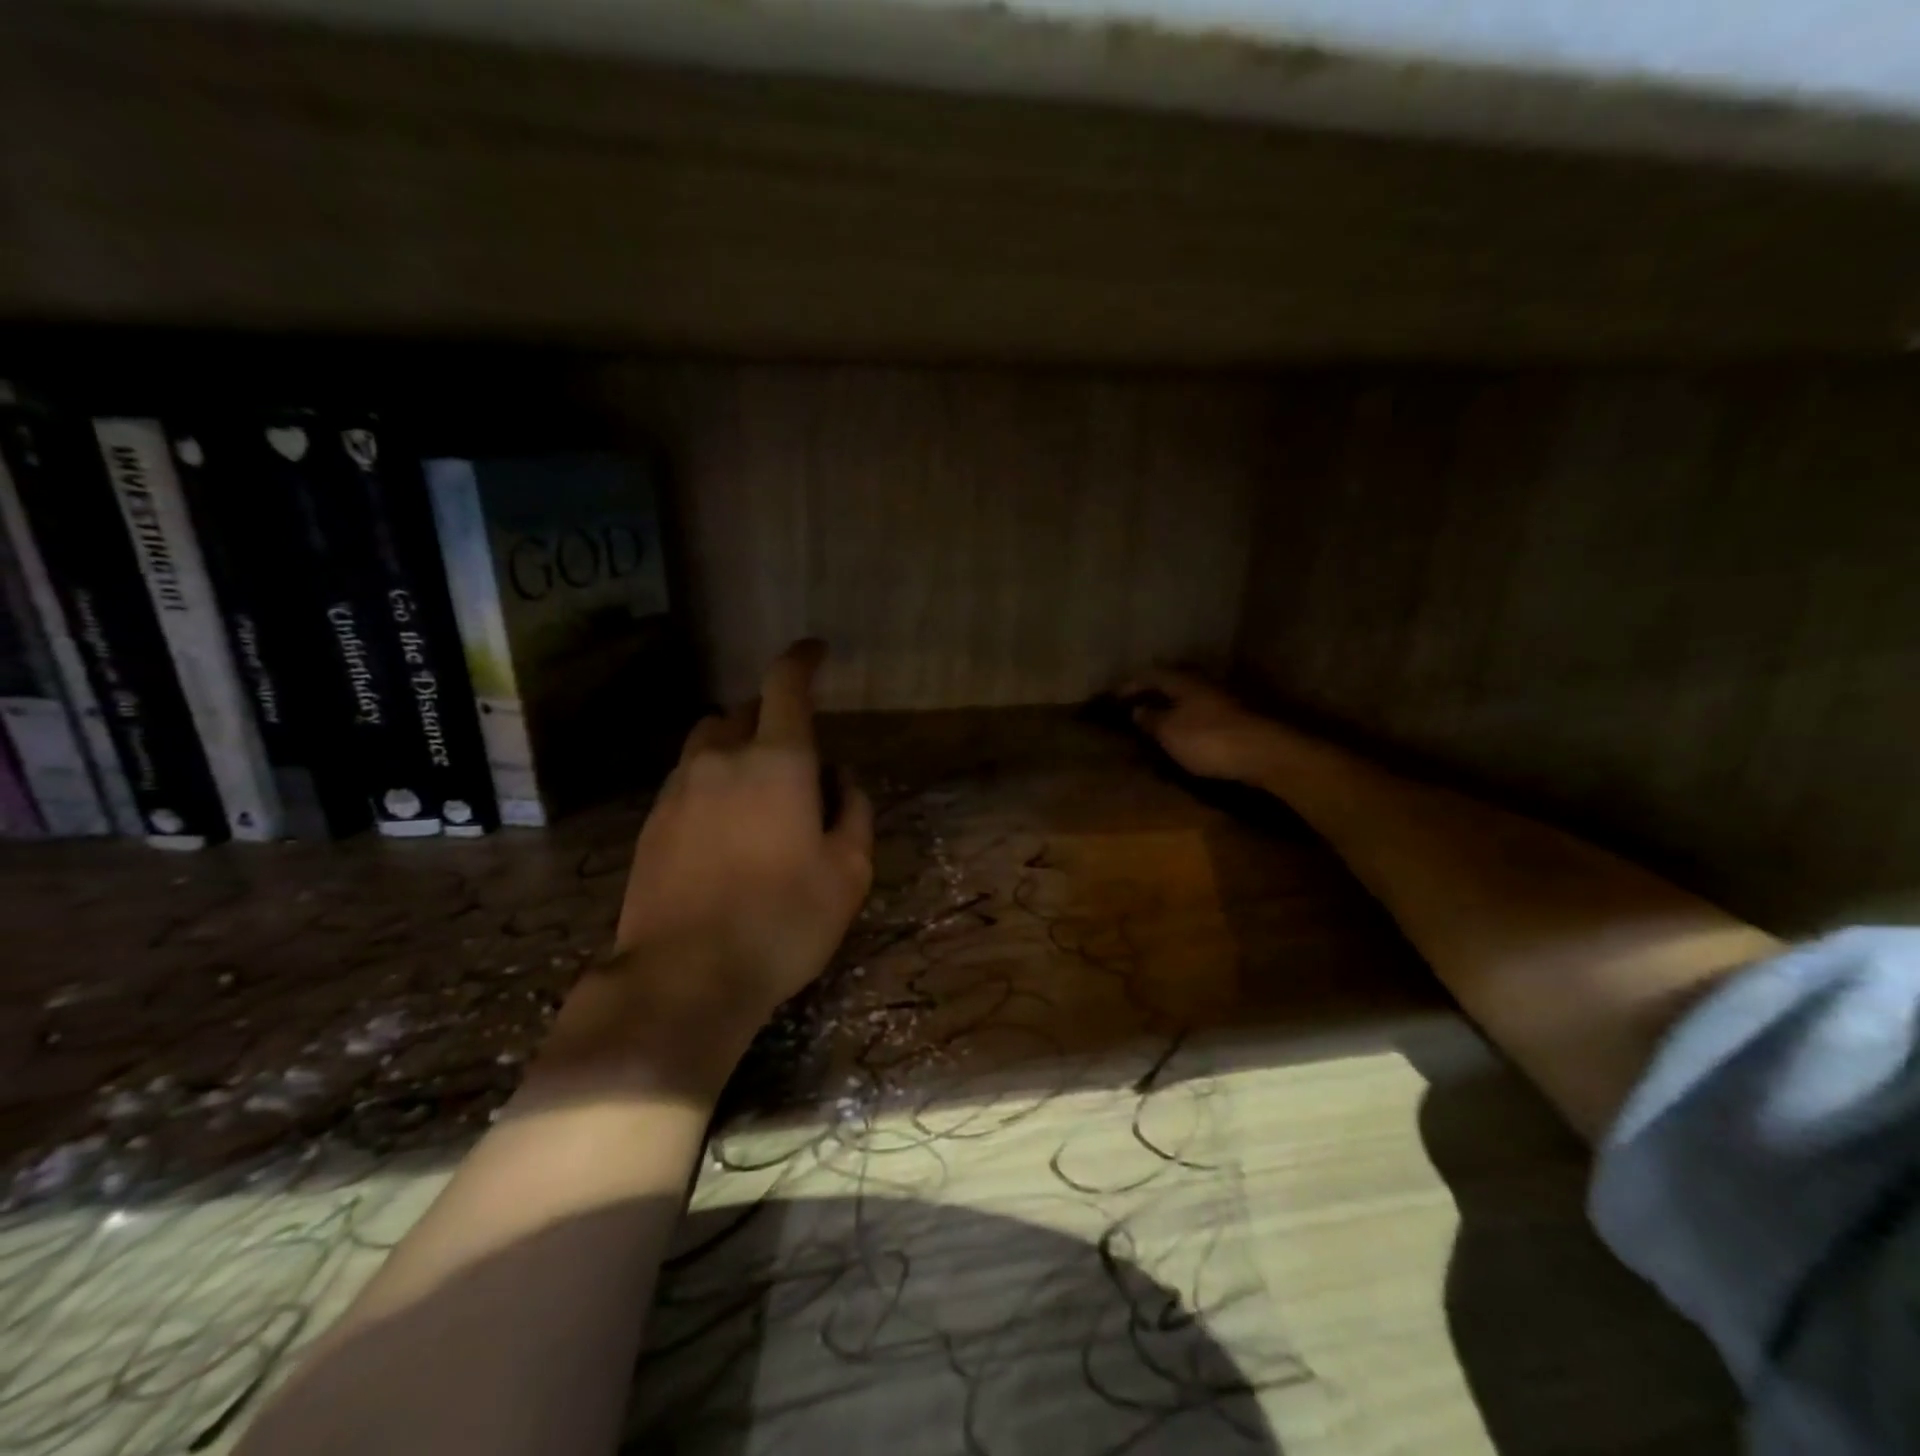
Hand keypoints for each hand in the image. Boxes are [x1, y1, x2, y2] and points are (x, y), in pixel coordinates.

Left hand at [535, 641, 873, 1093]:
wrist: (684, 977)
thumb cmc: (784, 921)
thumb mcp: (849, 872)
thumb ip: (854, 811)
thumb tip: (842, 777)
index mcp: (777, 761)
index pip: (785, 685)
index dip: (802, 660)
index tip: (814, 652)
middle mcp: (721, 759)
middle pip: (743, 711)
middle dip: (772, 717)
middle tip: (797, 757)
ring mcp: (677, 789)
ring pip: (709, 743)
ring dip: (737, 748)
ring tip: (757, 794)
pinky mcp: (651, 822)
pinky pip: (687, 779)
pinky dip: (711, 782)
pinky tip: (724, 830)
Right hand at [1121, 667, 1282, 783]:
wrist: (1263, 753)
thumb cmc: (1208, 739)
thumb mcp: (1169, 731)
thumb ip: (1150, 719)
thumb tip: (1137, 710)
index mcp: (1183, 681)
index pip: (1150, 675)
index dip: (1130, 684)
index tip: (1113, 696)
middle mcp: (1202, 683)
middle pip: (1171, 682)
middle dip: (1151, 692)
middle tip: (1132, 705)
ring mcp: (1222, 699)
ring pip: (1188, 697)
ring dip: (1170, 706)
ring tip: (1154, 720)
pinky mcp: (1235, 718)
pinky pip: (1200, 712)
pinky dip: (1185, 718)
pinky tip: (1180, 731)